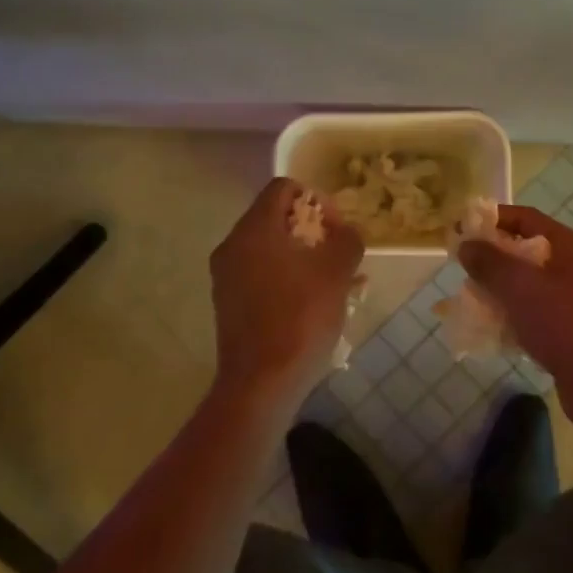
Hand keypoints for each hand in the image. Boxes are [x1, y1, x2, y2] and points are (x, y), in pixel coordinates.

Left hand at [210, 179, 363, 412]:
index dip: (316, 199)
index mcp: (254, 229)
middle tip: (338, 254)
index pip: (283, 188)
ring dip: (303, 256)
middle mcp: (232, 246)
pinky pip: (261, 275)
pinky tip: (314, 304)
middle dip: (312, 231)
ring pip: (270, 250)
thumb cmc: (300, 319)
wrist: (261, 385)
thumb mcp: (336, 274)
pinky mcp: (228, 304)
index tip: (336, 228)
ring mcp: (226, 277)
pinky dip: (287, 278)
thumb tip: (346, 231)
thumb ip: (347, 240)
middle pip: (274, 218)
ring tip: (334, 282)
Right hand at [457, 206, 572, 411]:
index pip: (526, 218)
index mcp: (570, 247)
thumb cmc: (560, 321)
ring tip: (473, 297)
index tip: (462, 228)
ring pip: (529, 283)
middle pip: (527, 250)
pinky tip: (492, 326)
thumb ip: (488, 261)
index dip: (492, 219)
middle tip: (464, 266)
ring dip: (500, 287)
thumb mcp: (517, 284)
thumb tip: (466, 245)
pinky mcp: (571, 328)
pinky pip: (534, 310)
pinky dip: (512, 312)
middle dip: (493, 257)